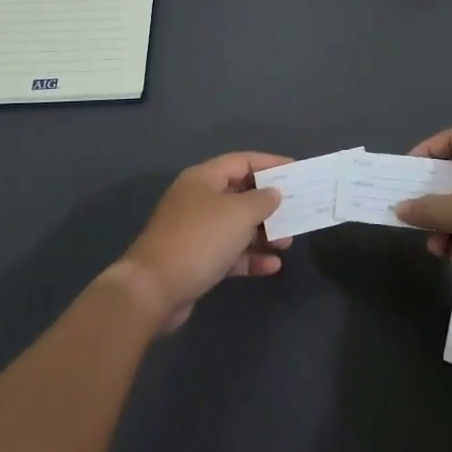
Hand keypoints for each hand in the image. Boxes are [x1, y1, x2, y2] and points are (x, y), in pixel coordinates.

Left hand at [115, 152, 293, 330]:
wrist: (153, 290)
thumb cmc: (199, 240)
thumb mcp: (238, 214)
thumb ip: (262, 200)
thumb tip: (273, 193)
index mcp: (203, 179)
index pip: (243, 161)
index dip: (271, 163)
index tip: (298, 171)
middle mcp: (198, 199)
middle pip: (240, 193)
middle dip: (269, 203)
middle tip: (296, 211)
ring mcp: (195, 231)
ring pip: (236, 225)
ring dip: (263, 233)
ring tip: (287, 242)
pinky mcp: (195, 260)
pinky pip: (229, 252)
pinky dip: (249, 257)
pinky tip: (272, 267)